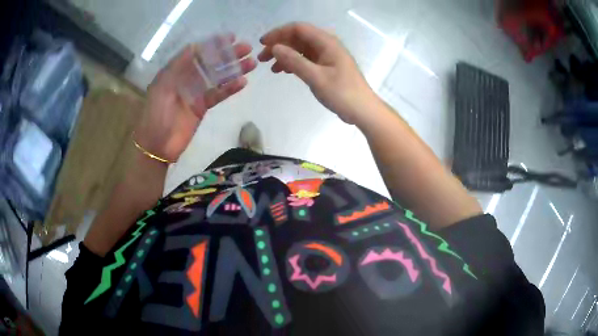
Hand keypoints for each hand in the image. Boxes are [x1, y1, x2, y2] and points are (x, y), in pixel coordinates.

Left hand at [135, 35, 256, 161]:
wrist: (156, 146)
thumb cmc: (155, 115)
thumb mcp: (161, 87)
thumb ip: (177, 66)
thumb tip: (195, 45)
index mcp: (175, 71)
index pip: (196, 53)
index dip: (213, 44)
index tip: (230, 37)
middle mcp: (186, 79)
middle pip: (210, 63)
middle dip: (228, 54)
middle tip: (247, 48)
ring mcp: (195, 93)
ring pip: (217, 77)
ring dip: (234, 70)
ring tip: (251, 63)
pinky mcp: (202, 107)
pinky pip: (218, 95)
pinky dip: (230, 89)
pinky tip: (243, 83)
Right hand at [258, 22, 376, 123]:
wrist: (363, 110)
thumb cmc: (342, 94)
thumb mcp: (316, 78)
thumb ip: (295, 61)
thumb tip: (274, 48)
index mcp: (326, 42)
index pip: (298, 28)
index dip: (278, 33)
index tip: (262, 44)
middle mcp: (326, 44)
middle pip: (298, 37)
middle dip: (278, 45)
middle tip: (261, 59)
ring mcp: (326, 55)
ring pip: (300, 48)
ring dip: (284, 55)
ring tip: (270, 68)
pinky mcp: (326, 65)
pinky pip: (306, 58)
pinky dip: (293, 63)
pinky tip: (284, 71)